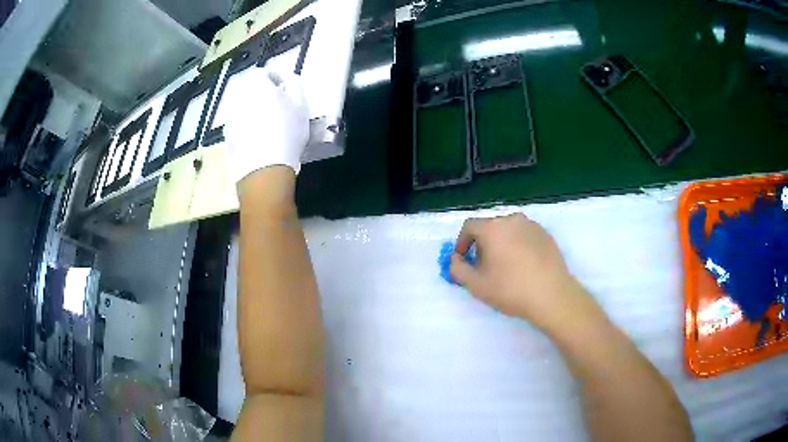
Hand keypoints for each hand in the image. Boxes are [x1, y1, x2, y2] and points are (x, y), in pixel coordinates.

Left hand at [223, 68, 309, 185]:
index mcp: (256, 86)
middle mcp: (238, 99)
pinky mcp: (227, 140)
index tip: (287, 89)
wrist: (264, 170)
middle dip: (264, 97)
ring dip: (255, 114)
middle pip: (252, 92)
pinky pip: (240, 129)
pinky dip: (248, 131)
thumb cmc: (287, 132)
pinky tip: (260, 143)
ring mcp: (230, 120)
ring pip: (245, 110)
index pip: (263, 72)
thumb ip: (295, 84)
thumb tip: (288, 79)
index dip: (276, 78)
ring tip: (270, 129)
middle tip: (281, 109)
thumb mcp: (301, 105)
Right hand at [450, 214, 602, 332]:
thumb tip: (454, 259)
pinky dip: (518, 245)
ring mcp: (532, 225)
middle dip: (482, 244)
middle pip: (489, 227)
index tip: (463, 260)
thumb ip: (457, 269)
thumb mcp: (476, 285)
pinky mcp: (546, 234)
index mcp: (492, 228)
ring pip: (508, 231)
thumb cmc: (510, 289)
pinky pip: (524, 235)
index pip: (469, 227)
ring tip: (505, 267)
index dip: (462, 243)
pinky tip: (523, 266)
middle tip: (484, 267)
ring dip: (501, 244)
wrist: (551, 295)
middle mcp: (511, 219)